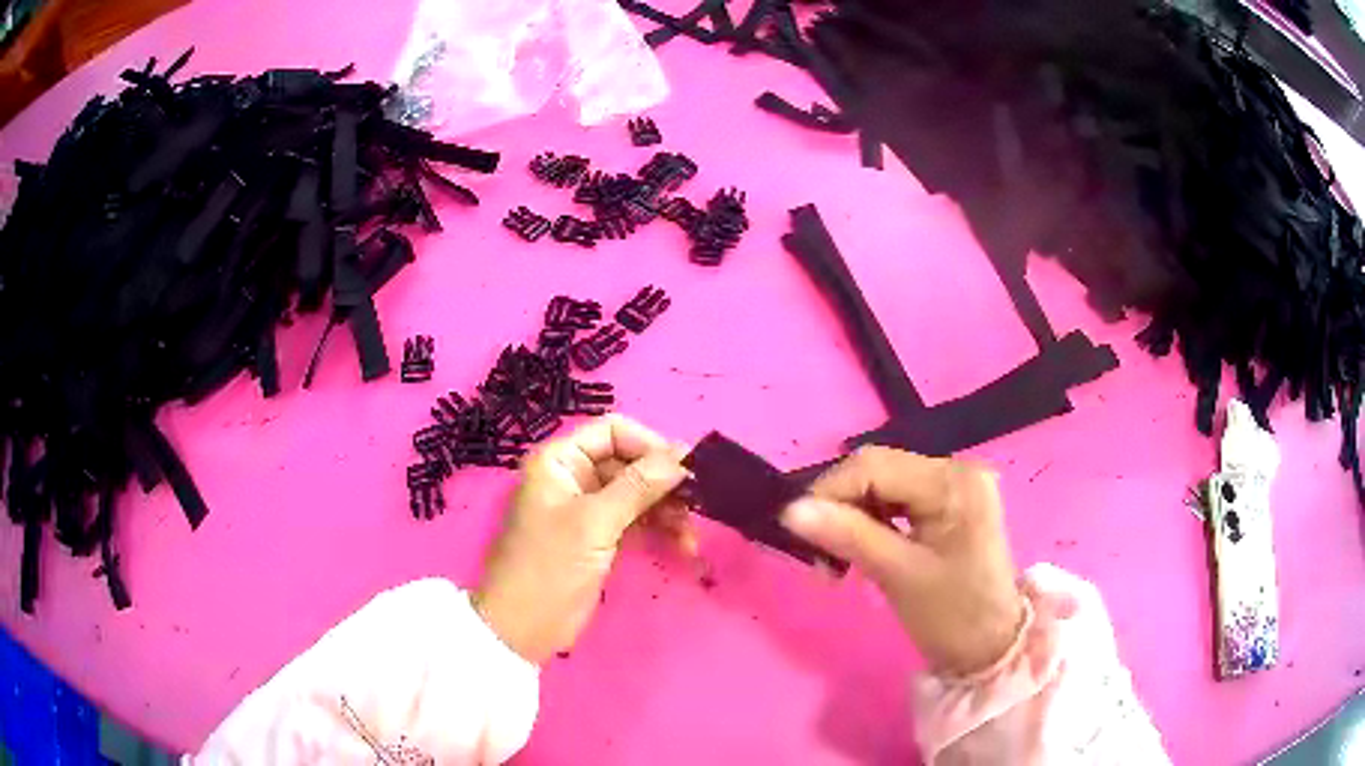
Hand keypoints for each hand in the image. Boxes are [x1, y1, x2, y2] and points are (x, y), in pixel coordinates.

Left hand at [473, 415, 690, 664]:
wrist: (521, 628)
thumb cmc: (549, 567)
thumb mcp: (594, 523)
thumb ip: (639, 486)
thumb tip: (683, 454)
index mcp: (559, 461)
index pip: (613, 431)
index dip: (651, 445)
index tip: (686, 471)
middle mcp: (573, 477)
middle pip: (629, 462)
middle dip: (663, 483)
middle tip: (696, 507)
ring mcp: (586, 509)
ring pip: (637, 493)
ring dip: (666, 509)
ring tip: (689, 537)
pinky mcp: (597, 537)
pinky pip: (635, 519)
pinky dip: (658, 528)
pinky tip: (680, 545)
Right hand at [781, 447, 1024, 675]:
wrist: (992, 647)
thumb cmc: (953, 616)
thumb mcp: (899, 576)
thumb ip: (848, 536)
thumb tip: (790, 510)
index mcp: (953, 482)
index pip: (874, 465)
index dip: (828, 491)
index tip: (797, 532)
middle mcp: (956, 470)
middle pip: (878, 470)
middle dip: (839, 506)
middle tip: (818, 555)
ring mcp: (954, 485)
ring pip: (883, 484)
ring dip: (851, 516)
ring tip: (836, 559)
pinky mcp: (949, 504)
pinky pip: (897, 500)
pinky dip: (871, 522)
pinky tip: (860, 549)